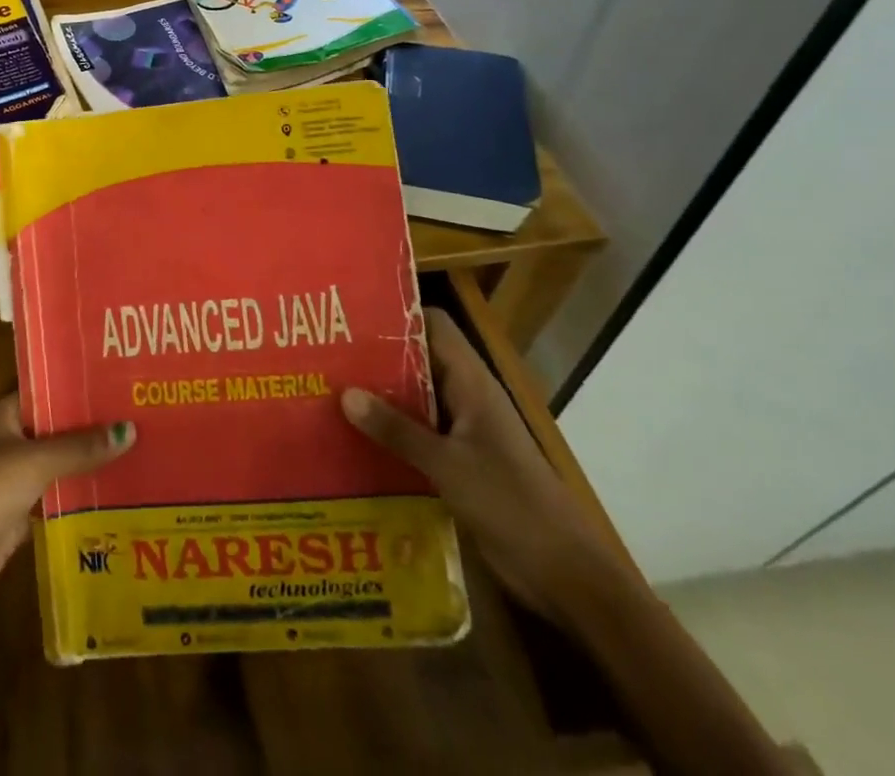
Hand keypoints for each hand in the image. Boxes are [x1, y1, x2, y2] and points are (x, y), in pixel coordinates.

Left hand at [0, 394, 134, 609]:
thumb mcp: (35, 460)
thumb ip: (80, 448)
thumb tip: (130, 431)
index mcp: (9, 414)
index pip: (51, 391)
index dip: (82, 388)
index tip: (121, 384)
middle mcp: (16, 440)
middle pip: (61, 429)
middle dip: (95, 429)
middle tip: (142, 419)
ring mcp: (19, 478)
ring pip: (63, 465)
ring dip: (92, 465)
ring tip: (141, 454)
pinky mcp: (25, 514)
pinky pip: (61, 499)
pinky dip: (84, 498)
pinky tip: (120, 495)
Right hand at [341, 308, 622, 624]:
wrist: (569, 579)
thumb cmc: (513, 506)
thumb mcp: (448, 465)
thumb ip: (397, 430)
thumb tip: (344, 392)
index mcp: (471, 383)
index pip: (433, 325)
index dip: (396, 314)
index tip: (350, 316)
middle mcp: (466, 398)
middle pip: (417, 359)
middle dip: (375, 356)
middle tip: (325, 353)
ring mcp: (464, 432)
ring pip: (415, 398)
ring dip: (379, 396)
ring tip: (328, 390)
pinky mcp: (460, 464)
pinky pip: (418, 433)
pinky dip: (390, 432)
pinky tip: (354, 439)